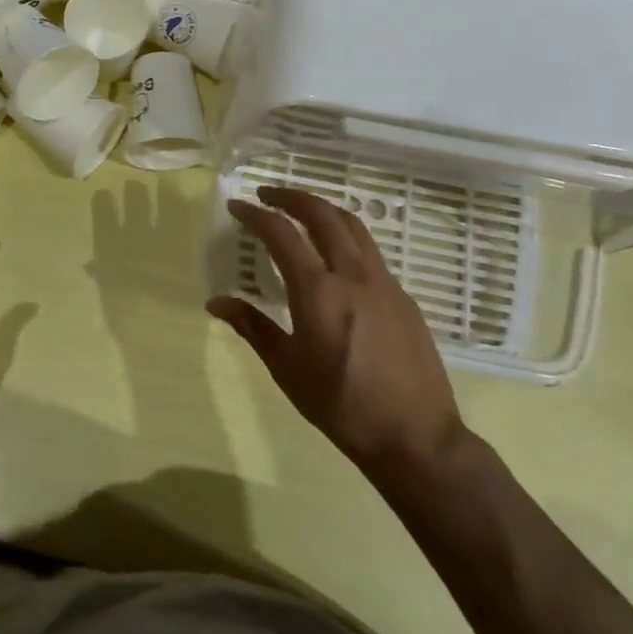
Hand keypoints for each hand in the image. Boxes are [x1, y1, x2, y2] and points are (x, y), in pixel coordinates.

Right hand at [209, 187, 470, 484]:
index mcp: (318, 290)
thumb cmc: (341, 404)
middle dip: (291, 197)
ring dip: (322, 209)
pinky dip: (346, 236)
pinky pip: (370, 251)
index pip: (281, 233)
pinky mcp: (404, 297)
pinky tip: (335, 257)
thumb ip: (252, 327)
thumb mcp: (287, 368)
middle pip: (322, 214)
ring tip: (300, 212)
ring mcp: (384, 282)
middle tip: (267, 196)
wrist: (416, 437)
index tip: (237, 206)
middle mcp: (352, 274)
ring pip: (352, 225)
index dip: (256, 214)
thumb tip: (216, 301)